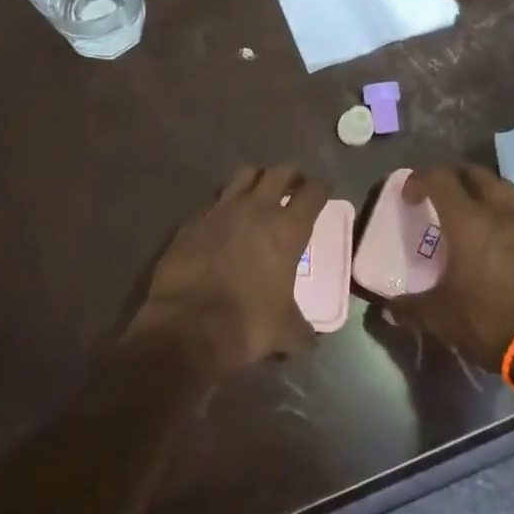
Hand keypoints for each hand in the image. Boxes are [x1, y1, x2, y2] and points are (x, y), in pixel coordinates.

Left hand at [130, 165, 333, 377]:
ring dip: (256, 180)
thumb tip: (311, 340)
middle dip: (291, 176)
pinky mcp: (192, 221)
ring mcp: (220, 210)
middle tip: (295, 185)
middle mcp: (256, 209)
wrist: (188, 325)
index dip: (322, 188)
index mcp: (287, 229)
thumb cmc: (248, 324)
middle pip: (280, 173)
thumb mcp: (286, 332)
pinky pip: (213, 202)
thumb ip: (302, 330)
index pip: (313, 193)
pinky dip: (222, 206)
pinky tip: (222, 220)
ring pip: (244, 176)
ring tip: (259, 193)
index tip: (324, 189)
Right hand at [384, 164, 513, 375]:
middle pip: (474, 172)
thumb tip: (387, 310)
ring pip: (503, 186)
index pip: (439, 178)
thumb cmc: (486, 321)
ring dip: (482, 188)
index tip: (409, 198)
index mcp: (467, 221)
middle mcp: (498, 212)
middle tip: (436, 194)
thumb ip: (408, 307)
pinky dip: (510, 211)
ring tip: (469, 207)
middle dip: (451, 176)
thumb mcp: (438, 316)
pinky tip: (503, 230)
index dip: (419, 180)